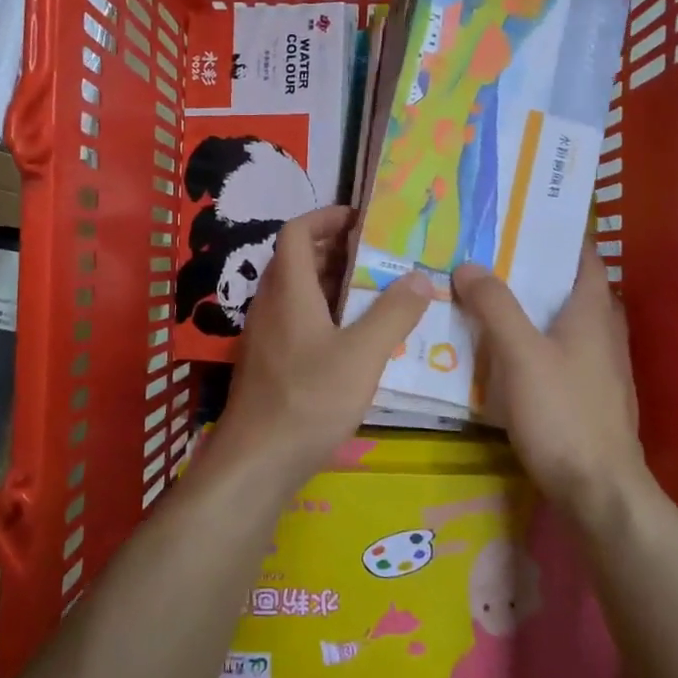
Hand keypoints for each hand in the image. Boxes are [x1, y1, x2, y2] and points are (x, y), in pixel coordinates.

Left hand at [219, 206, 430, 476]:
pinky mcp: (269, 361)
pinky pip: (296, 319)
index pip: (297, 232)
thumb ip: (394, 313)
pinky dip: (324, 312)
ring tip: (375, 290)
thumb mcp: (362, 355)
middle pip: (297, 259)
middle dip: (336, 248)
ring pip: (297, 291)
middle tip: (378, 254)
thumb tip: (420, 276)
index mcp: (289, 290)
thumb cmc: (309, 400)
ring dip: (331, 282)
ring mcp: (266, 334)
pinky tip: (354, 336)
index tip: (361, 219)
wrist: (257, 461)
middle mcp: (270, 304)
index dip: (326, 217)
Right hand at [453, 241, 656, 515]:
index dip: (556, 235)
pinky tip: (500, 350)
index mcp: (592, 311)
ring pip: (560, 322)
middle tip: (486, 256)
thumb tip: (469, 265)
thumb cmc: (563, 413)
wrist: (598, 490)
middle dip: (531, 270)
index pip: (582, 256)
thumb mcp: (521, 354)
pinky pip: (556, 352)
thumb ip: (495, 307)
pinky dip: (531, 340)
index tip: (518, 220)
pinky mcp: (587, 395)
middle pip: (567, 287)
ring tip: (484, 296)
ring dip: (529, 307)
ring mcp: (598, 367)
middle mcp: (601, 332)